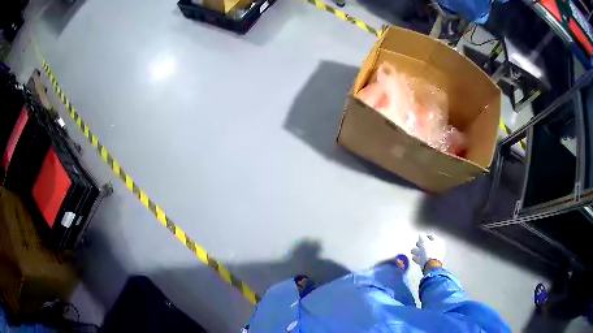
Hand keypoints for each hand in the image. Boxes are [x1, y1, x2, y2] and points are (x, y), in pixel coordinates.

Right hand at [411, 234, 444, 271]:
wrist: (430, 266)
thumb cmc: (429, 252)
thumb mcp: (424, 242)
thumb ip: (422, 237)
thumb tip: (420, 235)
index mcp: (438, 242)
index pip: (431, 236)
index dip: (425, 236)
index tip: (419, 237)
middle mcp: (437, 249)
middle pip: (427, 245)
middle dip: (420, 244)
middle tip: (416, 244)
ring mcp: (433, 256)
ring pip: (424, 252)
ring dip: (418, 251)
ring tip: (412, 251)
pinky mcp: (428, 263)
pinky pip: (422, 259)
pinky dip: (418, 258)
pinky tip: (414, 257)